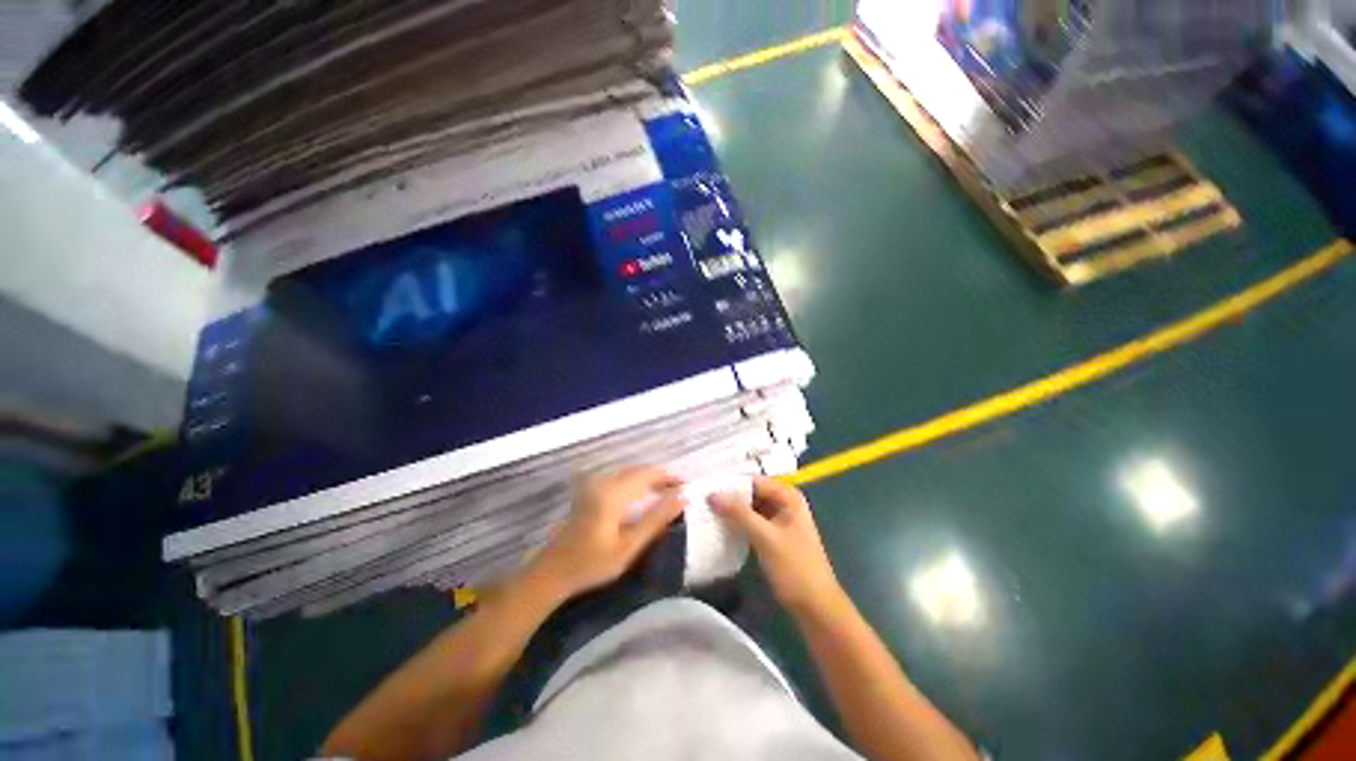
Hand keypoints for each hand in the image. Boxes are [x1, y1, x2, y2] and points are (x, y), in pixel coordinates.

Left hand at [528, 467, 686, 601]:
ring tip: (667, 493)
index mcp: (612, 493)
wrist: (553, 571)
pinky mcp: (589, 490)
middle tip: (680, 491)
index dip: (669, 477)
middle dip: (661, 477)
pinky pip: (619, 478)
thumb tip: (682, 498)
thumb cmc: (592, 563)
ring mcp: (594, 484)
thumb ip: (657, 519)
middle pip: (638, 471)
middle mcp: (603, 481)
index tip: (687, 485)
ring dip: (649, 479)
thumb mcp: (629, 545)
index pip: (648, 474)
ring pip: (629, 473)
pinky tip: (644, 495)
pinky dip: (636, 483)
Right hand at [711, 477, 844, 616]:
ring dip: (731, 509)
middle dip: (729, 495)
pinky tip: (718, 524)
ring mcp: (778, 519)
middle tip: (701, 496)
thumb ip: (739, 513)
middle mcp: (783, 502)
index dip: (730, 482)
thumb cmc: (795, 568)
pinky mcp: (772, 535)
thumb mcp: (765, 537)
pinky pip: (751, 521)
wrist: (815, 607)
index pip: (753, 480)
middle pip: (751, 492)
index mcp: (788, 496)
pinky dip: (737, 522)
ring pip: (749, 507)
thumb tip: (712, 494)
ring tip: (704, 508)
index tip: (706, 485)